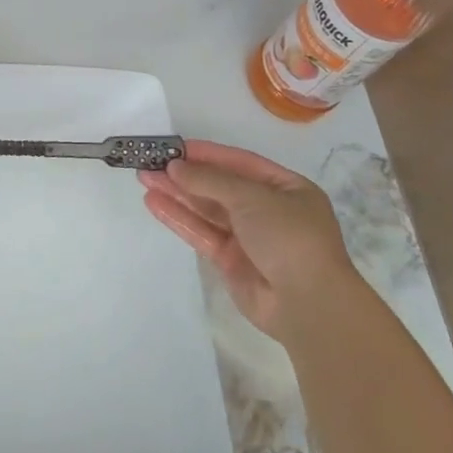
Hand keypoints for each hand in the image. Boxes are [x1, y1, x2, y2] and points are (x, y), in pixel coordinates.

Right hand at [137, 140, 352, 338]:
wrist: (308, 304)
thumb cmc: (289, 237)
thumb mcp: (253, 198)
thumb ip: (210, 180)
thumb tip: (175, 167)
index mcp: (286, 189)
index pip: (240, 163)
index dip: (207, 154)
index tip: (174, 148)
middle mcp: (268, 210)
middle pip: (220, 186)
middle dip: (186, 175)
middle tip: (151, 162)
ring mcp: (249, 238)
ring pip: (207, 210)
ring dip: (177, 194)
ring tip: (144, 178)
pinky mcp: (231, 262)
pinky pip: (202, 233)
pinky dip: (179, 218)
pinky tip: (154, 204)